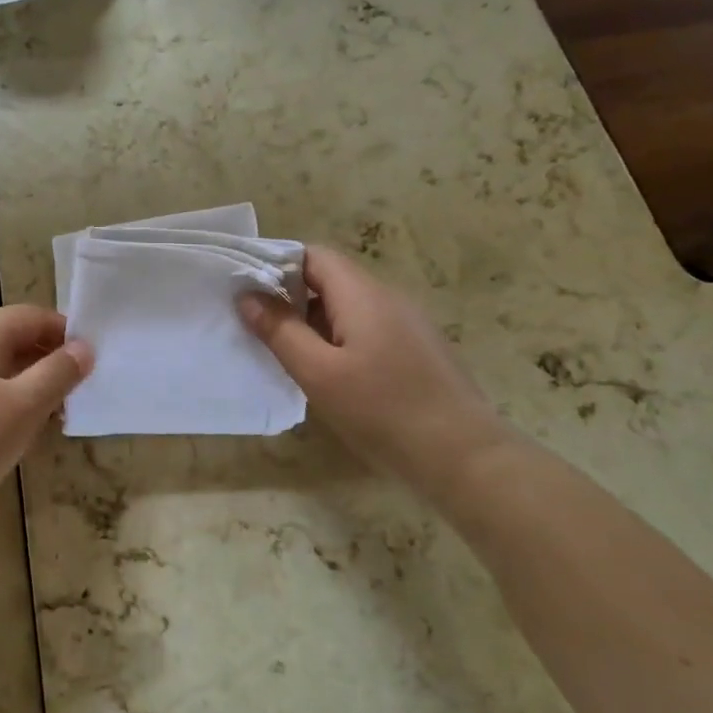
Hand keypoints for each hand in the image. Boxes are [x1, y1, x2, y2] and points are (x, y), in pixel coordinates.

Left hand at [0, 305, 92, 540]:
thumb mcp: (25, 406)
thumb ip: (58, 373)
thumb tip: (84, 348)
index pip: (27, 315)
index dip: (62, 329)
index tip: (90, 356)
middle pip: (9, 338)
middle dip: (47, 357)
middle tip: (79, 387)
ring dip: (29, 381)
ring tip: (56, 412)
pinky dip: (6, 400)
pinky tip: (20, 430)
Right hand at [238, 246, 510, 495]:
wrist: (464, 457)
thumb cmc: (383, 410)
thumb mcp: (319, 373)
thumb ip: (280, 331)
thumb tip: (248, 296)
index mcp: (363, 294)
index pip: (313, 255)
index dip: (278, 266)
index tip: (249, 293)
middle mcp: (388, 298)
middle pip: (331, 279)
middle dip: (292, 297)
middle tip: (261, 329)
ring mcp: (408, 324)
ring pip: (349, 307)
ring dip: (315, 322)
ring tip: (289, 355)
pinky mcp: (417, 350)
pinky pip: (368, 328)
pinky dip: (340, 339)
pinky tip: (331, 375)